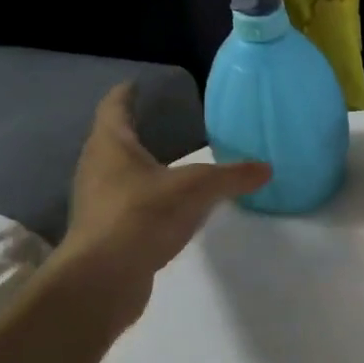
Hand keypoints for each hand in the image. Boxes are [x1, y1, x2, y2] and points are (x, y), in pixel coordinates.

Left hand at [56, 84, 269, 331]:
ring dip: (139, 168)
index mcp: (111, 146)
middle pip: (112, 141)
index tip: (136, 84)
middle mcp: (97, 168)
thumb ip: (232, 176)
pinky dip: (146, 199)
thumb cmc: (143, 215)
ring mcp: (97, 203)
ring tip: (169, 164)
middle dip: (134, 131)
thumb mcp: (198, 189)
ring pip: (119, 175)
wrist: (103, 279)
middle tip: (162, 122)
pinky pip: (127, 205)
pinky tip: (169, 208)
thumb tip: (266, 168)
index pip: (114, 108)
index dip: (126, 94)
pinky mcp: (105, 233)